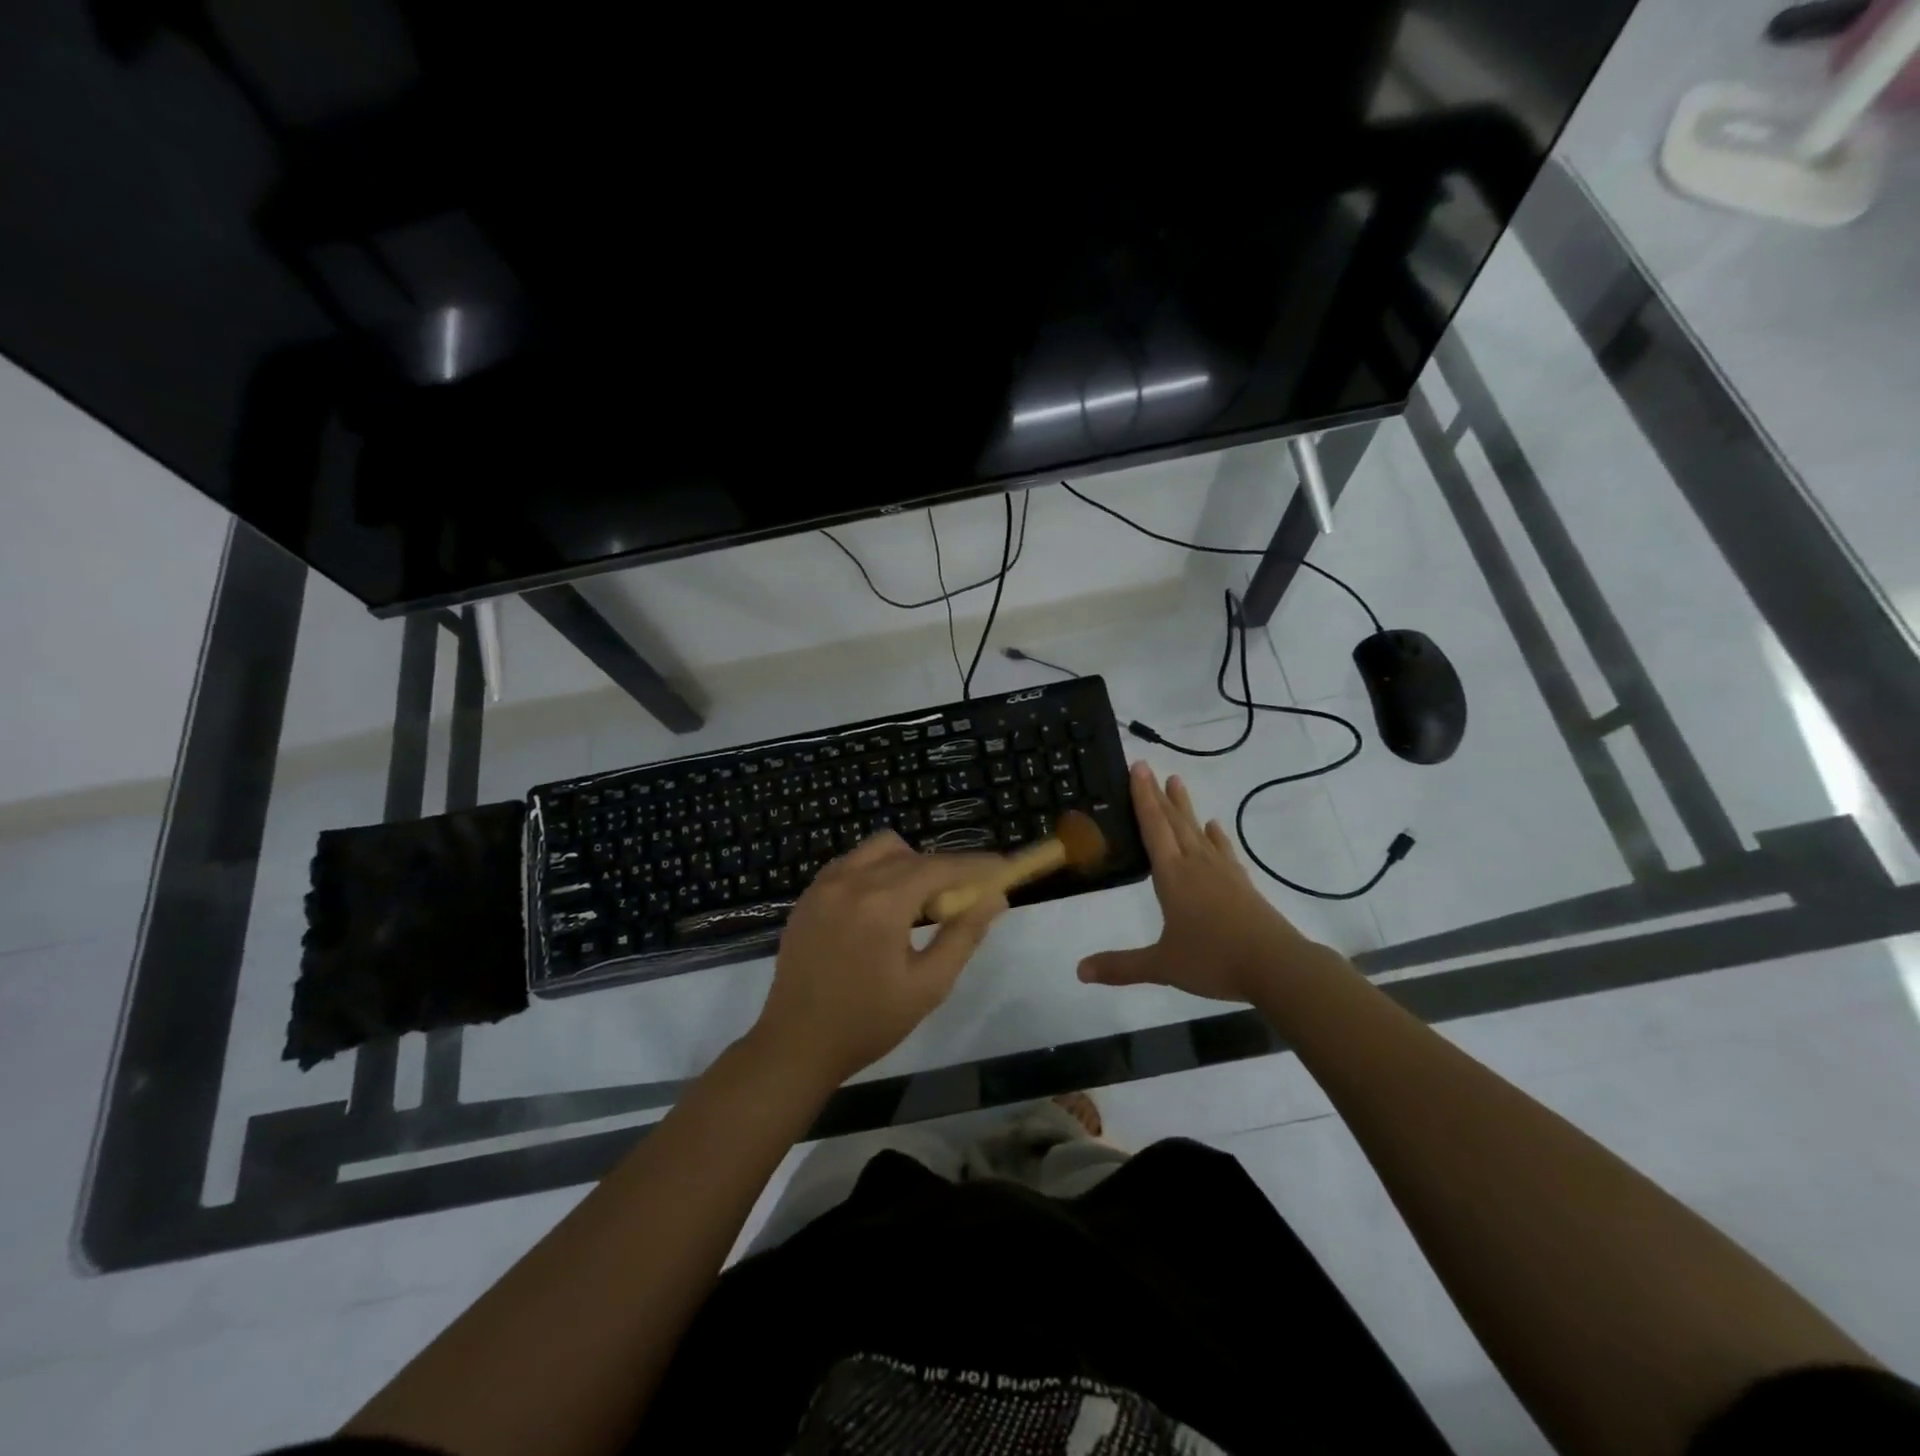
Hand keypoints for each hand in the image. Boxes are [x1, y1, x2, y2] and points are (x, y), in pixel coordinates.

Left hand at [749, 832, 1006, 1088]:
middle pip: (912, 854)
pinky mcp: (809, 894)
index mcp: (881, 904)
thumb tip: (994, 897)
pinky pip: (853, 863)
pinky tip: (881, 909)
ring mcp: (824, 884)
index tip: (1002, 868)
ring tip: (917, 906)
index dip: (975, 865)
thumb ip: (963, 935)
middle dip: (943, 871)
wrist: (795, 1044)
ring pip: (880, 849)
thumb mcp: (927, 986)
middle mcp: (851, 880)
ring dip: (908, 865)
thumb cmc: (868, 1022)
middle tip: (958, 903)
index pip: (940, 867)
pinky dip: (877, 872)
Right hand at [1078, 762, 1325, 1002]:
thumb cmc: (1213, 960)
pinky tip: (1214, 827)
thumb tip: (1079, 971)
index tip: (1138, 767)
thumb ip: (1121, 966)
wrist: (1276, 965)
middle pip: (1174, 822)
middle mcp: (1195, 865)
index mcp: (1172, 876)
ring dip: (1185, 807)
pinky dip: (1216, 836)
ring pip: (1198, 831)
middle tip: (1149, 767)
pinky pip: (1223, 851)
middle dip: (1158, 794)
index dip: (1143, 798)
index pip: (1153, 828)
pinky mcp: (1241, 883)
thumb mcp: (1161, 966)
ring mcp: (1222, 872)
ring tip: (1177, 782)